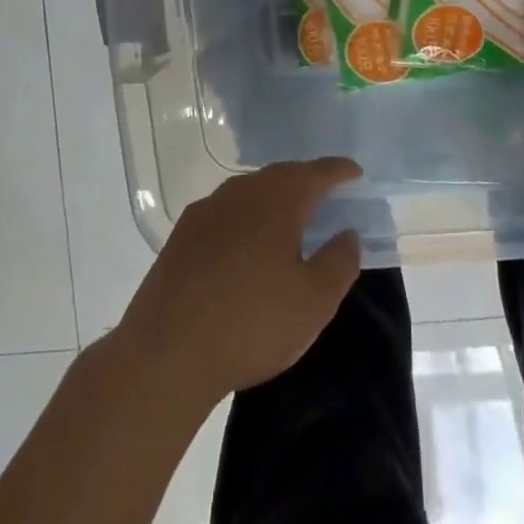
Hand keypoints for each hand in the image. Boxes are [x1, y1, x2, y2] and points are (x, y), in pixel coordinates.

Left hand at [117, 158, 362, 403]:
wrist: (167, 351)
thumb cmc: (252, 322)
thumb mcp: (314, 301)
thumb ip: (339, 262)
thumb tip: (348, 233)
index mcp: (278, 199)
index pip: (316, 173)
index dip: (339, 171)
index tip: (355, 173)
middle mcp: (242, 191)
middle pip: (281, 176)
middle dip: (306, 181)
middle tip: (326, 195)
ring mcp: (207, 209)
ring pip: (250, 191)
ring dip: (274, 198)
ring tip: (290, 219)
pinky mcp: (182, 234)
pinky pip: (226, 212)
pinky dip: (246, 217)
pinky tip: (246, 242)